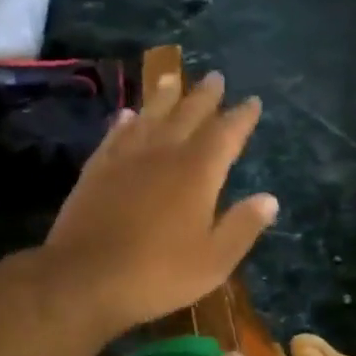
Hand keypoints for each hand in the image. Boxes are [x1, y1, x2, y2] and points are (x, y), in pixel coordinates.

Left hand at [43, 71, 276, 335]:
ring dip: (164, 96)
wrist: (85, 278)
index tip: (253, 102)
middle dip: (205, 96)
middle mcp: (163, 153)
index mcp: (198, 172)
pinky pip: (115, 135)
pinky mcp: (96, 170)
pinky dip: (126, 121)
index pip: (226, 134)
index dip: (242, 117)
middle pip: (188, 114)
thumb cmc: (159, 273)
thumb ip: (242, 227)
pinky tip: (127, 115)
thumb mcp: (214, 261)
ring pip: (149, 116)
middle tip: (216, 77)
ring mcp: (125, 158)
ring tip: (173, 78)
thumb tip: (270, 199)